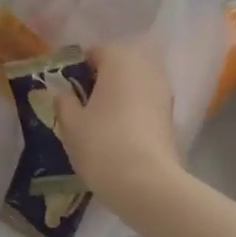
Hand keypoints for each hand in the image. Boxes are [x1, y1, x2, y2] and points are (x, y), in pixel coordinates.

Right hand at [53, 42, 185, 210]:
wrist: (147, 183)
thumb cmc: (102, 144)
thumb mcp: (71, 124)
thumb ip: (64, 102)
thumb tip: (63, 92)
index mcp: (119, 59)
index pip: (95, 52)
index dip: (77, 69)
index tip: (65, 90)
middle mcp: (146, 68)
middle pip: (119, 65)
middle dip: (101, 79)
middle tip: (81, 103)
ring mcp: (163, 91)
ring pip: (134, 84)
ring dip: (118, 94)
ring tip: (99, 119)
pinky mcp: (171, 116)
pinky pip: (146, 103)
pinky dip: (133, 110)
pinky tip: (118, 132)